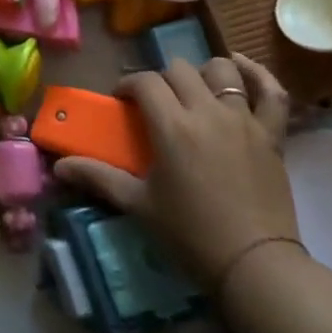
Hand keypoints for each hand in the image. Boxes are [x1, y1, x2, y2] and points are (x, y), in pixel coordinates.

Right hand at [55, 54, 298, 286]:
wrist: (255, 265)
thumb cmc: (190, 234)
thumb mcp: (138, 204)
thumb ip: (98, 176)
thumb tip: (59, 166)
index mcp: (172, 126)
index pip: (145, 82)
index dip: (129, 85)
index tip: (121, 101)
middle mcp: (207, 112)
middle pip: (179, 70)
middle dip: (161, 79)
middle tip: (155, 103)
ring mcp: (243, 120)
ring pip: (222, 71)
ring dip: (203, 73)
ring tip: (194, 90)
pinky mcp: (272, 135)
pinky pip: (271, 92)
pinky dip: (257, 74)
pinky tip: (240, 67)